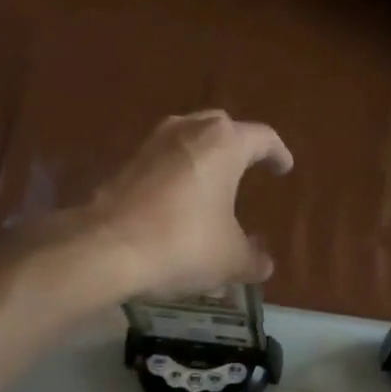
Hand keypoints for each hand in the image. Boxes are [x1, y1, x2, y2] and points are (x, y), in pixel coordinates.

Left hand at [79, 110, 294, 297]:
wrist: (106, 247)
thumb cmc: (183, 244)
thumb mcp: (230, 260)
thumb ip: (254, 259)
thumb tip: (264, 263)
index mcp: (224, 144)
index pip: (263, 138)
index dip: (278, 154)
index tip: (284, 168)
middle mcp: (188, 130)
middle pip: (222, 128)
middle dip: (238, 146)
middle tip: (249, 166)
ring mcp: (152, 143)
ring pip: (188, 142)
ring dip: (204, 160)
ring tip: (214, 186)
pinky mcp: (126, 163)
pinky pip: (164, 162)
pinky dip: (178, 176)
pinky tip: (181, 203)